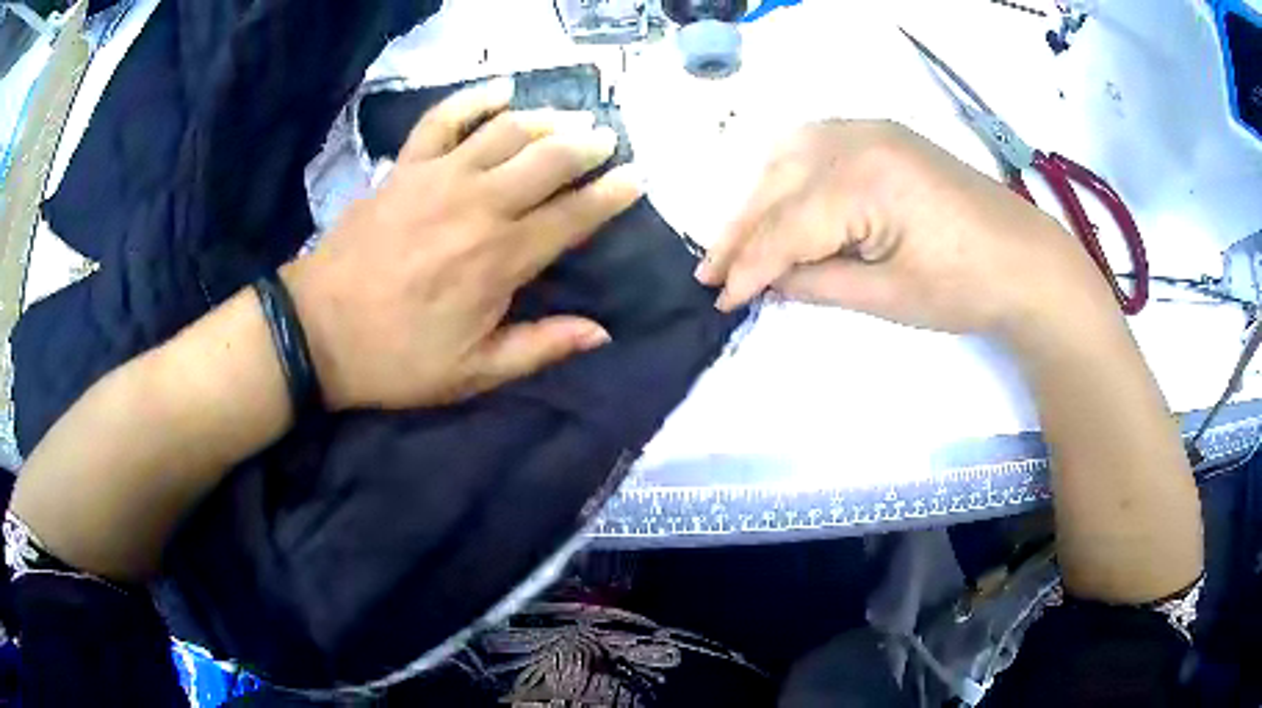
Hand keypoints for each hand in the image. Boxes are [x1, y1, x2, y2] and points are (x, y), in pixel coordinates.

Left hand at [282, 78, 640, 409]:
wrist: (318, 332)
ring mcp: (439, 177)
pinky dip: (474, 99)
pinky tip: (501, 91)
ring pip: (506, 131)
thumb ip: (539, 347)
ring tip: (570, 118)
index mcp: (501, 259)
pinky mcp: (405, 167)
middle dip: (588, 145)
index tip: (637, 177)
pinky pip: (443, 118)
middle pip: (548, 159)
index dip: (612, 194)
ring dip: (546, 119)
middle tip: (607, 141)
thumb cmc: (396, 358)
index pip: (574, 215)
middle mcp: (479, 205)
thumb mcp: (473, 373)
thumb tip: (601, 332)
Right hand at [696, 120, 1112, 338]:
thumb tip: (765, 283)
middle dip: (741, 230)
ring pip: (788, 157)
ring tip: (740, 240)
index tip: (718, 298)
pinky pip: (815, 145)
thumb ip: (816, 283)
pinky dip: (788, 174)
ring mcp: (870, 129)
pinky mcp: (882, 134)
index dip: (749, 266)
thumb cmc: (966, 288)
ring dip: (759, 197)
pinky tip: (779, 199)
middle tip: (711, 270)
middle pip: (778, 185)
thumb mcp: (887, 297)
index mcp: (864, 180)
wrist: (1026, 261)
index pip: (786, 226)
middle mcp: (857, 139)